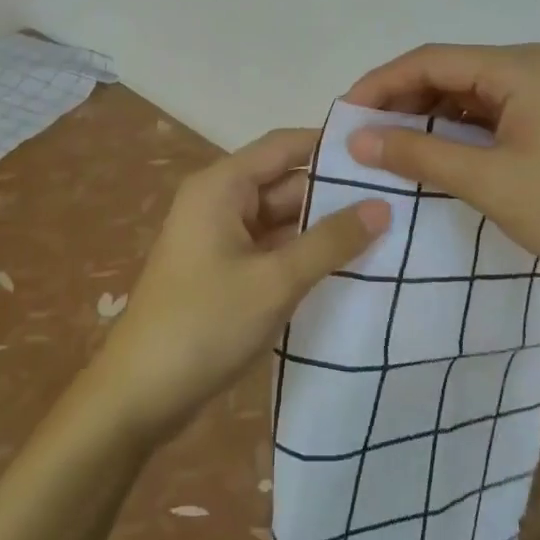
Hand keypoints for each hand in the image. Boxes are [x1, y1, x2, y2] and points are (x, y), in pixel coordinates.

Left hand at [90, 128, 390, 442]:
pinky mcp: (225, 269)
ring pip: (282, 217)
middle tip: (399, 198)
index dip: (331, 145)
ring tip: (388, 229)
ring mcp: (221, 236)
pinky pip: (272, 247)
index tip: (383, 152)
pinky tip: (349, 264)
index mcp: (222, 185)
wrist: (140, 395)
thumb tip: (383, 206)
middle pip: (285, 181)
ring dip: (323, 226)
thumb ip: (330, 241)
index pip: (285, 145)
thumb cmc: (205, 324)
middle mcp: (220, 200)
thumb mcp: (275, 281)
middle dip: (335, 192)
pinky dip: (304, 253)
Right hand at [343, 43, 539, 303]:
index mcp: (520, 66)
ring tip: (392, 146)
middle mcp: (534, 66)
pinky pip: (494, 113)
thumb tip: (359, 138)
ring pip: (471, 93)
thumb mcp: (489, 181)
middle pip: (451, 71)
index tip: (345, 114)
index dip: (381, 83)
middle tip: (364, 134)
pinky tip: (438, 153)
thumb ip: (419, 154)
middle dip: (403, 100)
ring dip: (430, 116)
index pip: (431, 59)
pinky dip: (460, 130)